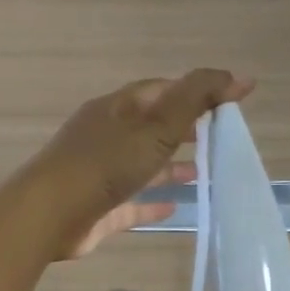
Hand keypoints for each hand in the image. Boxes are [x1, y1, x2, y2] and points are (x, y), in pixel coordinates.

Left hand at [26, 69, 254, 258]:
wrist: (49, 213)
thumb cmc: (104, 163)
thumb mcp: (156, 125)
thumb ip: (197, 99)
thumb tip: (241, 77)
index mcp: (117, 109)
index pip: (161, 90)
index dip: (195, 91)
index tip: (230, 101)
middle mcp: (106, 136)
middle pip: (150, 127)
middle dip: (183, 130)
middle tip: (219, 137)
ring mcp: (99, 173)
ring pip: (141, 165)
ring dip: (170, 167)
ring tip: (204, 172)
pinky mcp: (97, 209)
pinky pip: (131, 203)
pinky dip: (152, 203)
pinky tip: (175, 208)